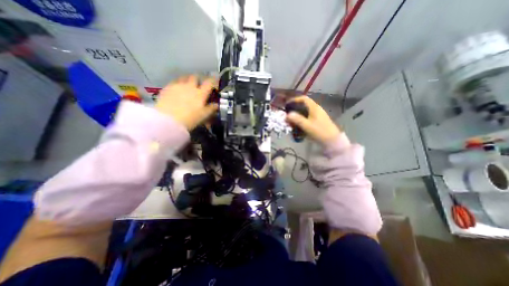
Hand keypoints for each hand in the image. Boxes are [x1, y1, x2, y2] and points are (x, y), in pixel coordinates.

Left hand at [155, 75, 217, 129]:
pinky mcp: (167, 88)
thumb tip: (216, 105)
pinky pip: (174, 82)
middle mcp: (190, 86)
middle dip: (198, 79)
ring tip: (187, 85)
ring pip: (184, 77)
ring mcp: (177, 86)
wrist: (168, 120)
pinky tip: (177, 90)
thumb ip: (211, 109)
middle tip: (199, 84)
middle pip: (195, 77)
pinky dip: (178, 84)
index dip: (213, 80)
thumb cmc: (190, 119)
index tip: (214, 80)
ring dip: (187, 80)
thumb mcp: (203, 116)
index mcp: (200, 93)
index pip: (209, 83)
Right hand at [285, 96, 341, 144]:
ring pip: (305, 112)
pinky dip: (301, 120)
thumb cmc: (320, 131)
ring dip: (297, 116)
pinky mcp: (318, 121)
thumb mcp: (307, 125)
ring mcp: (318, 115)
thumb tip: (287, 114)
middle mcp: (316, 109)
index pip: (304, 99)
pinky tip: (298, 126)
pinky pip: (308, 118)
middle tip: (287, 115)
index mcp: (314, 107)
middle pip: (304, 105)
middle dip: (295, 109)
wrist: (332, 140)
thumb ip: (297, 119)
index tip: (287, 105)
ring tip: (291, 121)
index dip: (295, 100)